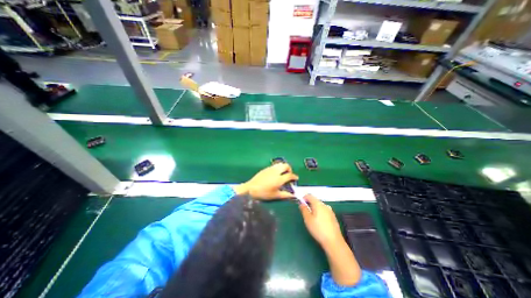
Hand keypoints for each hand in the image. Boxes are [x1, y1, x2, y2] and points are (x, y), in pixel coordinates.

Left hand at [233, 163, 296, 199]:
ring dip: (284, 167)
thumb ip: (285, 195)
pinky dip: (278, 168)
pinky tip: (276, 174)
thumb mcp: (275, 195)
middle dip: (290, 169)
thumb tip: (293, 195)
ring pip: (280, 164)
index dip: (294, 176)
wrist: (251, 188)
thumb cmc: (264, 193)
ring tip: (283, 173)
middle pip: (286, 165)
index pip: (290, 175)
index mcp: (279, 178)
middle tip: (289, 175)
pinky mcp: (266, 168)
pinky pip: (275, 165)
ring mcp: (271, 169)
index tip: (296, 179)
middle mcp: (276, 171)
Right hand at [298, 195, 344, 247]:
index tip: (301, 204)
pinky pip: (324, 211)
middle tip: (305, 212)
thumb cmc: (318, 229)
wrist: (333, 241)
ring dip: (314, 209)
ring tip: (312, 218)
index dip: (304, 198)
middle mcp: (325, 205)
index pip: (310, 196)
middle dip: (309, 204)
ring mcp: (330, 211)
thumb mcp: (307, 219)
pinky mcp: (333, 217)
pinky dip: (320, 213)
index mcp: (318, 204)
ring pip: (320, 206)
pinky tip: (319, 222)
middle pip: (315, 200)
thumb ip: (304, 209)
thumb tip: (301, 203)